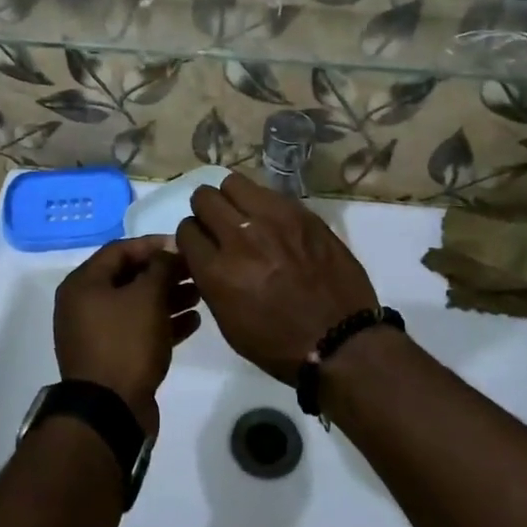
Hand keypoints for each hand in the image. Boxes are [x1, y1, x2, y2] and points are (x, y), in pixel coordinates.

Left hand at [53, 236, 201, 435]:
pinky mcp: (112, 358)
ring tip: (199, 295)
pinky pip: (139, 331)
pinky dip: (163, 324)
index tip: (183, 246)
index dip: (153, 244)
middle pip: (130, 277)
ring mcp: (97, 334)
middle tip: (195, 272)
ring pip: (137, 305)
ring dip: (168, 298)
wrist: (110, 413)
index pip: (120, 249)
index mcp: (83, 284)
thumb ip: (161, 267)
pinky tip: (193, 322)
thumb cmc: (125, 343)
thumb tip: (170, 251)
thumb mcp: (147, 296)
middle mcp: (85, 305)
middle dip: (165, 273)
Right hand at [173, 173, 378, 384]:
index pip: (186, 231)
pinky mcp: (301, 213)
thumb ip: (209, 279)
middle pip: (204, 198)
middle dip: (206, 211)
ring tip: (245, 216)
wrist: (340, 341)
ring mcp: (273, 220)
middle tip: (219, 225)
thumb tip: (203, 253)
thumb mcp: (228, 322)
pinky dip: (263, 204)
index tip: (202, 245)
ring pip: (234, 183)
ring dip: (233, 199)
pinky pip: (268, 192)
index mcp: (218, 271)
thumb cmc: (279, 344)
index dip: (192, 238)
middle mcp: (240, 237)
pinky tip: (274, 223)